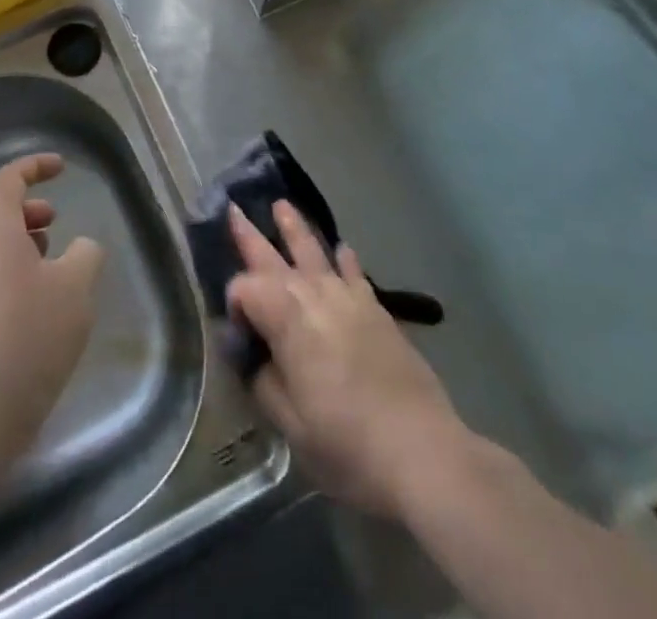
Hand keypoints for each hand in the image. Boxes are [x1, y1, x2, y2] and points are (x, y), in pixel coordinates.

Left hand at [0, 154, 104, 466]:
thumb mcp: (76, 287)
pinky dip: (14, 276)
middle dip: (25, 210)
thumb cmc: (28, 333)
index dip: (35, 166)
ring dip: (21, 244)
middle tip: (54, 222)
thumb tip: (81, 248)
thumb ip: (86, 255)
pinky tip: (42, 308)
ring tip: (54, 265)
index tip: (62, 168)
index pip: (9, 179)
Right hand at [227, 201, 467, 520]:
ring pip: (314, 251)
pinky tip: (340, 248)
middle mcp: (313, 294)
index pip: (245, 289)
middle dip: (250, 235)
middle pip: (273, 256)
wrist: (422, 450)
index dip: (234, 306)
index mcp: (285, 317)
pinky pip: (353, 271)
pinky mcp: (376, 309)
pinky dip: (343, 257)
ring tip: (282, 206)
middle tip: (233, 208)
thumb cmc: (347, 442)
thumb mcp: (291, 424)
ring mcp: (348, 297)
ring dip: (295, 228)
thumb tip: (252, 354)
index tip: (237, 337)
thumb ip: (263, 380)